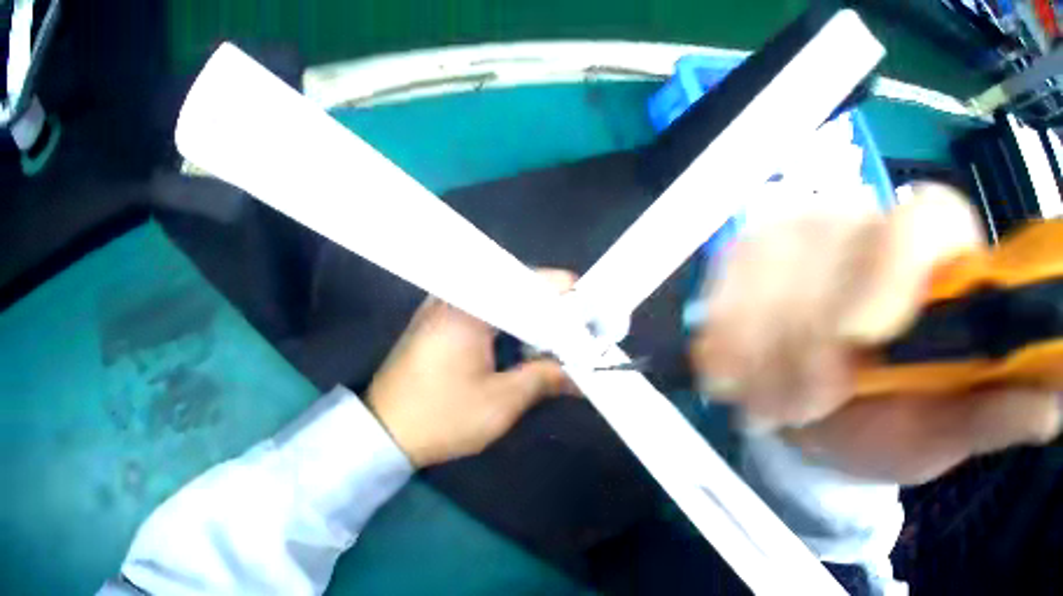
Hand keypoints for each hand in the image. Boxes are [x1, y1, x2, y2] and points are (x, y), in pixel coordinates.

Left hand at [367, 270, 575, 467]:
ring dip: (530, 322)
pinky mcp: (437, 322)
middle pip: (518, 287)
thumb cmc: (441, 416)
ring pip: (502, 300)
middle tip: (578, 341)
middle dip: (552, 314)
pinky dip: (507, 328)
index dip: (570, 301)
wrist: (384, 431)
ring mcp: (443, 305)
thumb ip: (545, 378)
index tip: (595, 323)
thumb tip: (581, 375)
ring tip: (556, 349)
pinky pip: (483, 312)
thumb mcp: (501, 402)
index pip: (534, 282)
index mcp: (472, 304)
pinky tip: (521, 351)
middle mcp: (456, 293)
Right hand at [692, 184, 1061, 483]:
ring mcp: (815, 232)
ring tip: (771, 402)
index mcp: (939, 255)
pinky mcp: (765, 252)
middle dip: (810, 329)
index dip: (890, 265)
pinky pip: (731, 267)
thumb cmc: (910, 419)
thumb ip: (1005, 410)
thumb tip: (1057, 405)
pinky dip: (724, 318)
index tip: (861, 336)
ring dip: (763, 337)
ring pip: (772, 253)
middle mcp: (877, 225)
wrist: (845, 419)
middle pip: (834, 240)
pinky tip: (728, 365)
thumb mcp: (959, 424)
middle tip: (804, 404)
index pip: (923, 217)